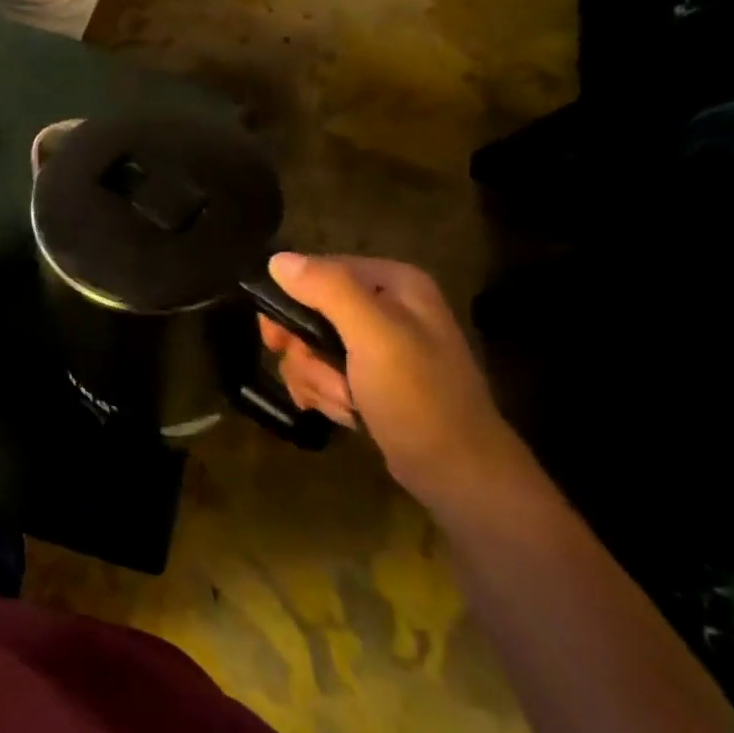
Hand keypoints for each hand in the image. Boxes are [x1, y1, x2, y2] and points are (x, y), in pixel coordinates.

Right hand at [258, 254, 525, 502]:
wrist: (457, 472)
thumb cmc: (418, 397)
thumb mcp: (374, 336)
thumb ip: (328, 290)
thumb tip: (276, 260)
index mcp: (393, 283)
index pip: (315, 271)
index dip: (290, 304)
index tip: (279, 340)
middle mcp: (385, 305)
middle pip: (307, 311)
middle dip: (305, 351)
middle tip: (319, 376)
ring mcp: (378, 344)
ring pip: (309, 345)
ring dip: (314, 378)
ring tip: (343, 402)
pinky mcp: (369, 377)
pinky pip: (322, 371)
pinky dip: (324, 393)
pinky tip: (344, 412)